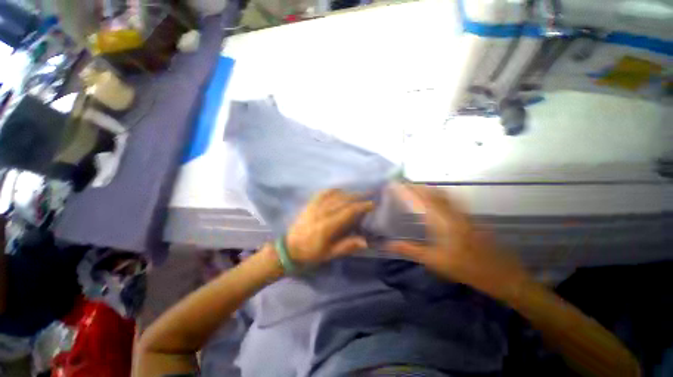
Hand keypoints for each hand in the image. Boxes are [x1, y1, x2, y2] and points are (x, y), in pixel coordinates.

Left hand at [286, 189, 373, 266]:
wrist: (289, 248)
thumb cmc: (311, 253)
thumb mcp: (329, 254)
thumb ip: (346, 246)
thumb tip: (365, 242)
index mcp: (327, 226)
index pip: (348, 211)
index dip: (361, 206)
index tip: (372, 204)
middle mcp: (321, 213)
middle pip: (342, 200)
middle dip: (357, 196)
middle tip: (368, 194)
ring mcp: (314, 207)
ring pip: (334, 195)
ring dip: (347, 192)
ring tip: (357, 192)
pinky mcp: (309, 205)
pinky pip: (321, 193)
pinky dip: (332, 190)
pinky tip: (339, 189)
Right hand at [386, 184, 529, 297]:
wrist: (501, 273)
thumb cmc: (464, 267)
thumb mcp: (434, 260)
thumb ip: (410, 250)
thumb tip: (388, 245)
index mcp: (441, 221)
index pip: (420, 200)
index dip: (406, 191)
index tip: (395, 184)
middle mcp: (451, 212)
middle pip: (431, 192)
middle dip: (416, 186)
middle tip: (402, 184)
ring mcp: (462, 213)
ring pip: (442, 193)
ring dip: (427, 188)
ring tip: (415, 188)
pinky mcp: (468, 216)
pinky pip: (450, 198)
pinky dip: (438, 194)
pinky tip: (436, 198)